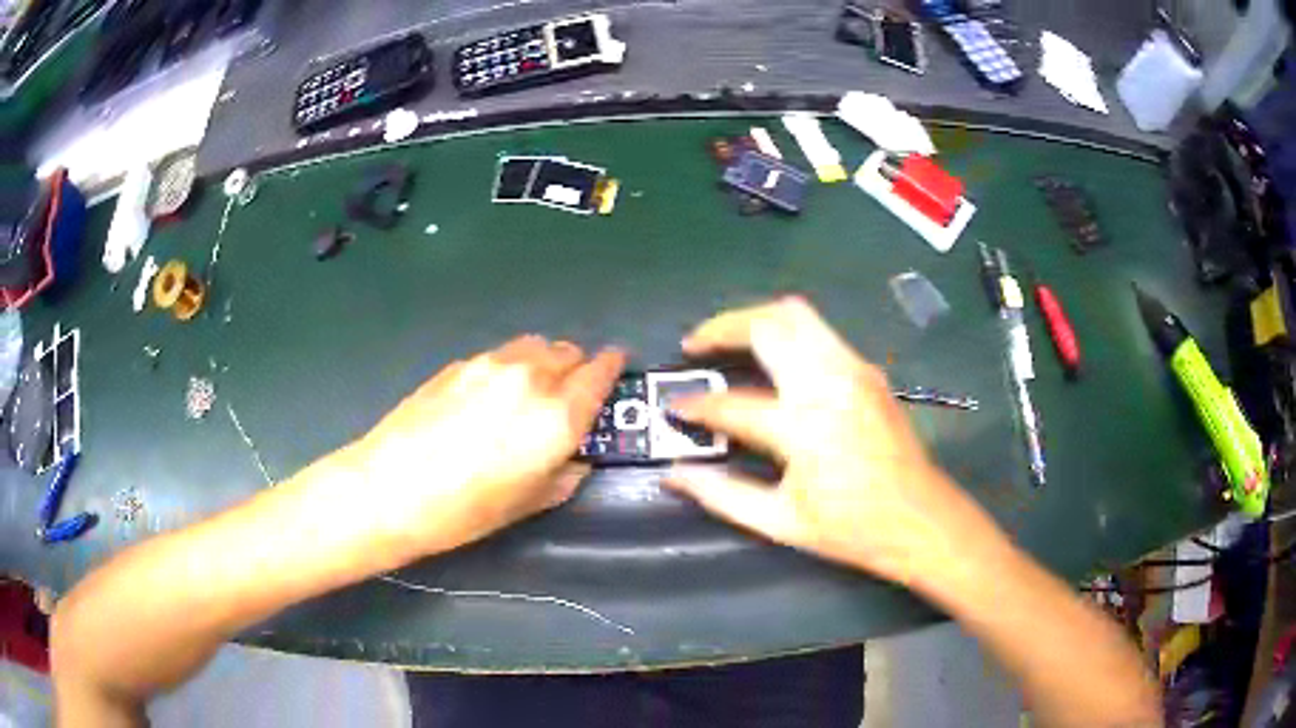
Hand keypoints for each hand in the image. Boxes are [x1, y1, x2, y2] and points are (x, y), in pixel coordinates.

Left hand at [351, 335, 624, 556]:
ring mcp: (490, 365)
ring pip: (533, 346)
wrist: (390, 488)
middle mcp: (530, 378)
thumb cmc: (466, 510)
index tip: (618, 366)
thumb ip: (565, 475)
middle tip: (569, 393)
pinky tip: (487, 398)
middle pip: (568, 352)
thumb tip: (576, 459)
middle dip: (577, 367)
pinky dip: (508, 368)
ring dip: (543, 362)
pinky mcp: (458, 364)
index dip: (613, 366)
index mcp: (556, 416)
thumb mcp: (529, 504)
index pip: (600, 373)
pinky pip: (499, 356)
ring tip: (529, 390)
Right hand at [665, 298, 974, 584]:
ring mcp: (853, 370)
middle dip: (722, 327)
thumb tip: (673, 475)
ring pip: (797, 314)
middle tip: (695, 345)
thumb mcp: (780, 522)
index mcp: (803, 428)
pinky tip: (774, 359)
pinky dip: (786, 332)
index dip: (696, 405)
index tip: (676, 408)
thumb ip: (721, 494)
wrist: (920, 518)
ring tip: (729, 340)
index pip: (732, 403)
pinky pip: (819, 331)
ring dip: (756, 319)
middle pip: (767, 325)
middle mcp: (829, 384)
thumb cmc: (852, 528)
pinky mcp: (868, 370)